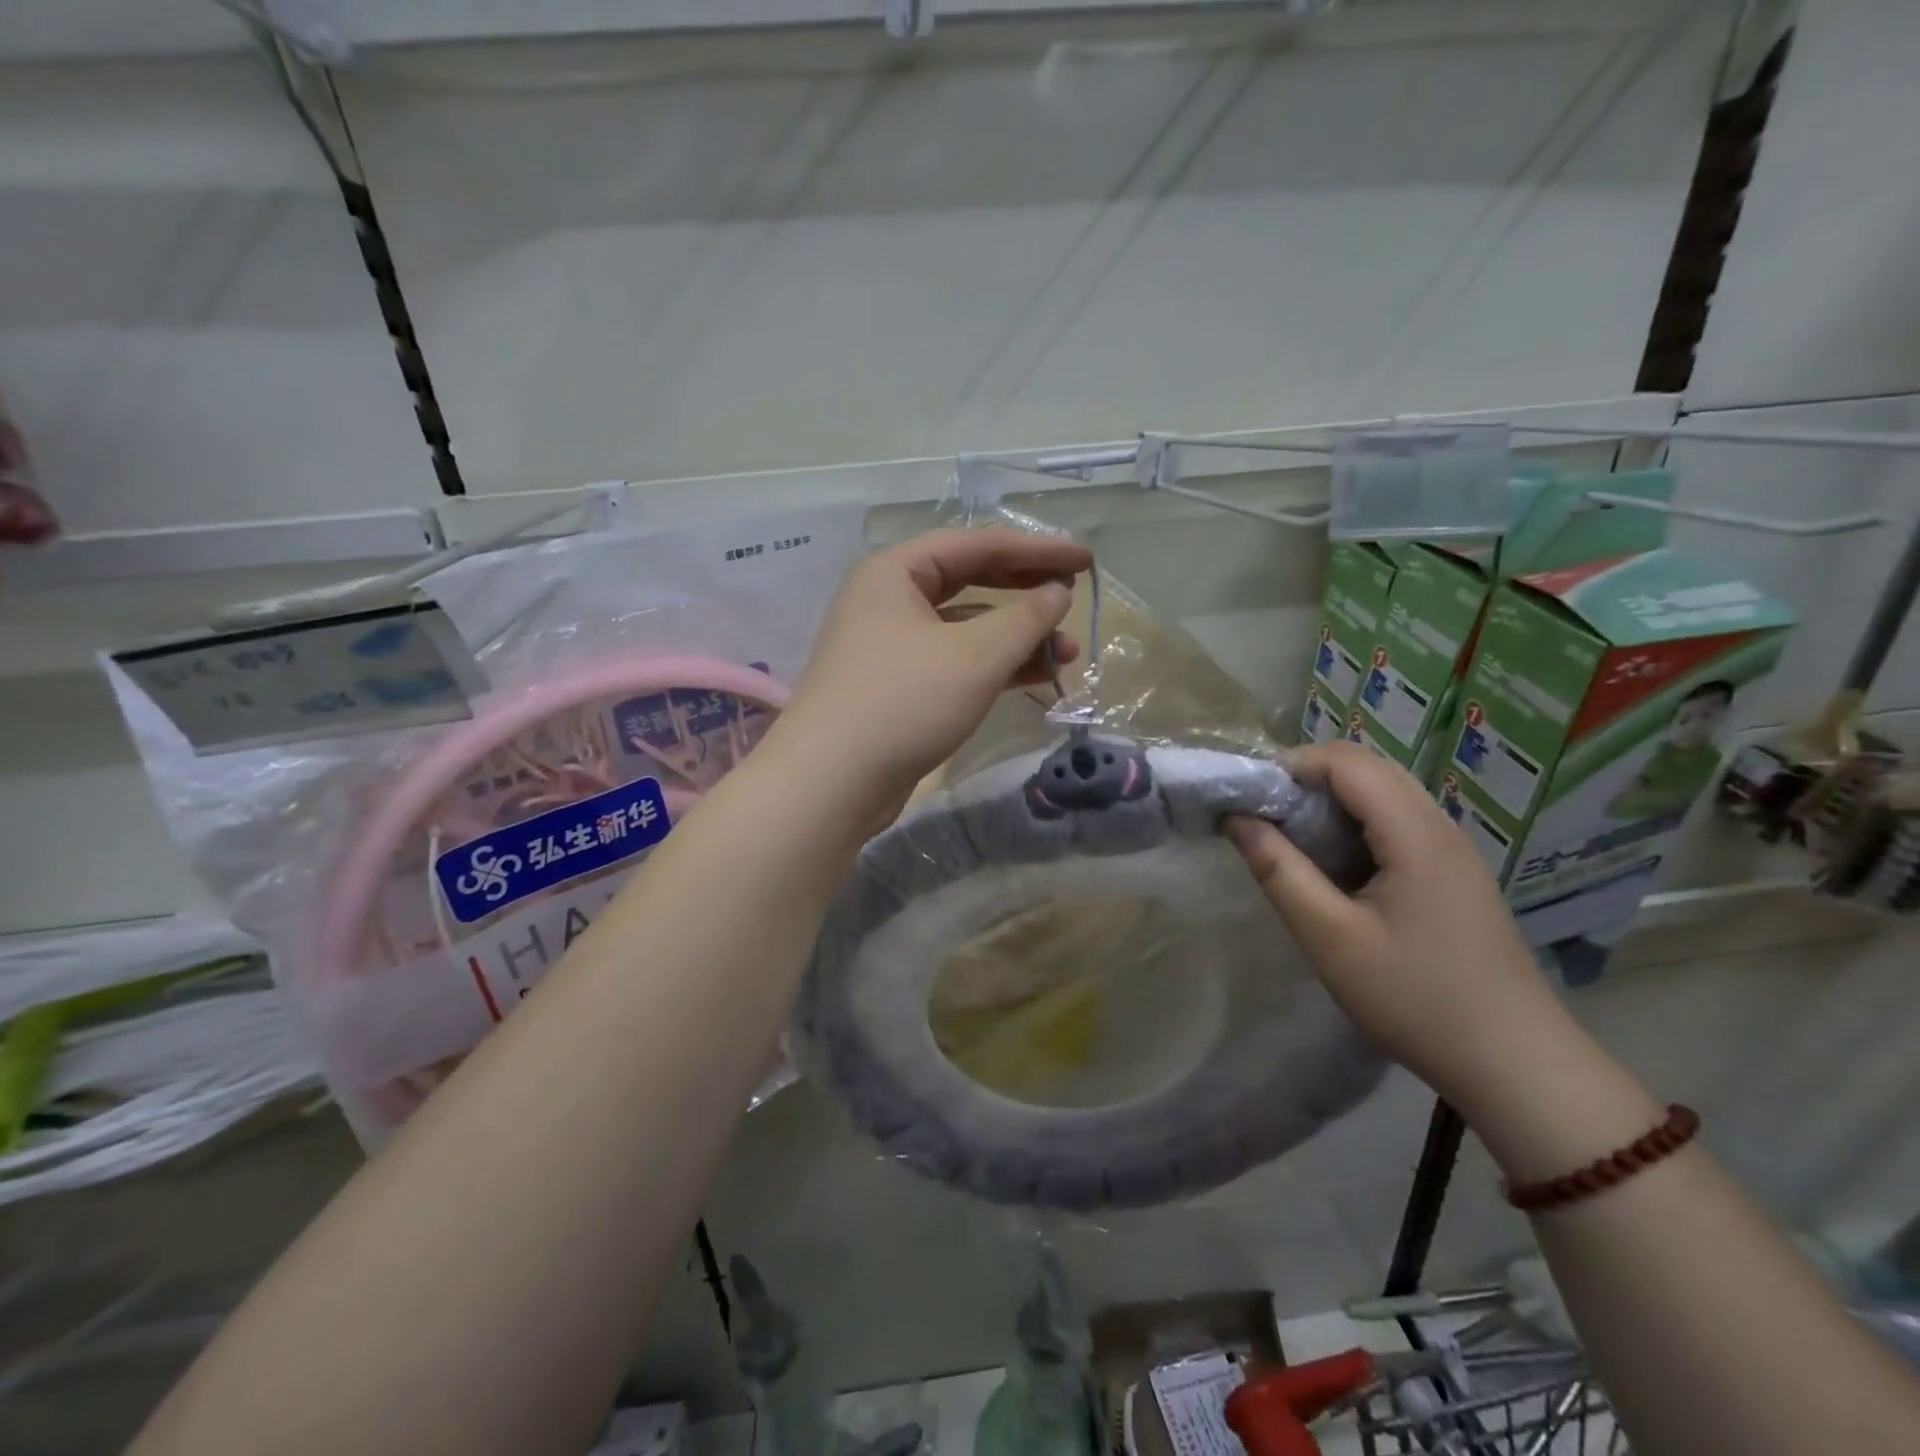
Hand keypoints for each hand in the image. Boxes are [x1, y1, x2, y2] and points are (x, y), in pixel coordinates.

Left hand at [769, 529, 1090, 825]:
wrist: (832, 783)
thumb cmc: (904, 701)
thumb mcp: (975, 655)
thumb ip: (1025, 618)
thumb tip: (1058, 594)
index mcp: (895, 572)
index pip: (977, 545)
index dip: (1036, 550)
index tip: (1085, 560)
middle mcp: (889, 601)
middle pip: (970, 582)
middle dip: (1026, 592)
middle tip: (1074, 597)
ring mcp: (891, 647)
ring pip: (966, 629)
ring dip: (1017, 637)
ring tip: (1069, 653)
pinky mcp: (899, 688)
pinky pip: (956, 663)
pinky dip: (995, 667)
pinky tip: (1036, 677)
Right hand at [1224, 742, 1570, 1105]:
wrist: (1516, 1065)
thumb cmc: (1415, 999)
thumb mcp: (1330, 938)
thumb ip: (1279, 871)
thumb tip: (1236, 819)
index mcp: (1415, 834)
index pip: (1347, 762)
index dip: (1292, 765)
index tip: (1249, 797)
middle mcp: (1440, 827)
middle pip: (1368, 768)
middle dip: (1308, 779)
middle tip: (1264, 817)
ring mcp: (1453, 851)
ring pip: (1384, 794)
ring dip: (1332, 802)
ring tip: (1291, 840)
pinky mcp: (1454, 874)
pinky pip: (1398, 823)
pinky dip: (1356, 825)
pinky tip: (1336, 867)